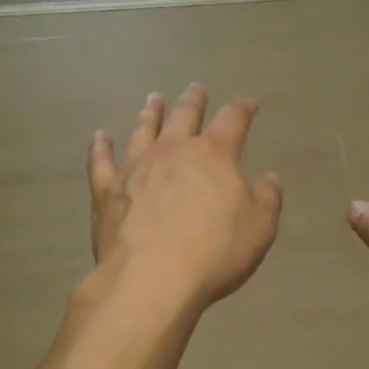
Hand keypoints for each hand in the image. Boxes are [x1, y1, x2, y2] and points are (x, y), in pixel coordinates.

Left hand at [88, 85, 283, 311]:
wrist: (152, 278)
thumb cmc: (214, 253)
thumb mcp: (259, 228)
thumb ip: (267, 199)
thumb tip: (269, 178)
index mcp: (214, 154)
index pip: (232, 120)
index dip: (242, 109)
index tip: (249, 103)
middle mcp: (173, 151)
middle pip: (184, 116)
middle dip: (193, 101)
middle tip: (196, 89)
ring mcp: (136, 168)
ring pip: (144, 130)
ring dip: (150, 114)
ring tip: (153, 99)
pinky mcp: (108, 191)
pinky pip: (101, 162)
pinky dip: (100, 148)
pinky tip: (99, 138)